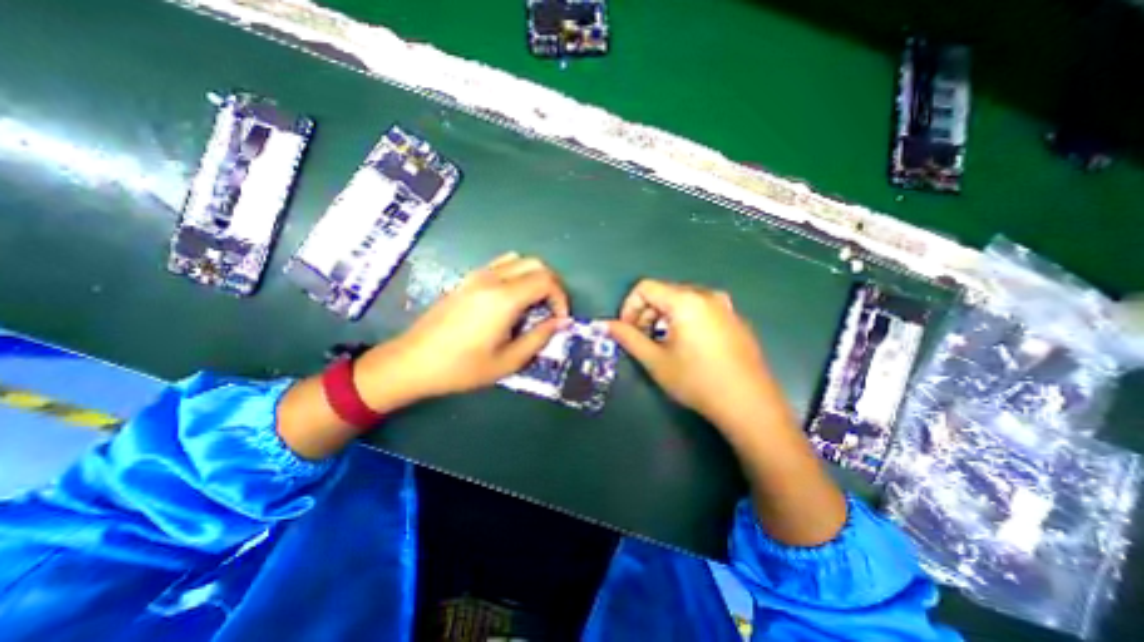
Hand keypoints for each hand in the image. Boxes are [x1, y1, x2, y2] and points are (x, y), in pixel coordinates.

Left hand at [353, 251, 571, 410]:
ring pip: (519, 260)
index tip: (560, 320)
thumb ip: (539, 337)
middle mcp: (492, 279)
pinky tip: (513, 299)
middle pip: (536, 264)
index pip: (546, 281)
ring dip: (535, 277)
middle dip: (552, 285)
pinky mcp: (467, 279)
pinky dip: (518, 274)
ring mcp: (477, 276)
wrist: (413, 362)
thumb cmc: (462, 368)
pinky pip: (501, 265)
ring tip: (535, 303)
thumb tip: (561, 322)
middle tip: (553, 310)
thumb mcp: (508, 361)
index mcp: (504, 298)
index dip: (561, 298)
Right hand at [607, 278, 847, 543]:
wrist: (750, 405)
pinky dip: (684, 320)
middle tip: (642, 340)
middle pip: (664, 292)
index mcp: (686, 300)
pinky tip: (688, 347)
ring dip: (664, 317)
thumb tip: (605, 324)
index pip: (645, 287)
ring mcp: (725, 306)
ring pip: (682, 301)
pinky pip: (700, 309)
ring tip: (663, 345)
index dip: (629, 307)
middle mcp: (706, 295)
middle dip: (646, 313)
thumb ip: (628, 338)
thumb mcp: (656, 361)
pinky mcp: (735, 319)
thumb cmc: (697, 381)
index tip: (627, 330)